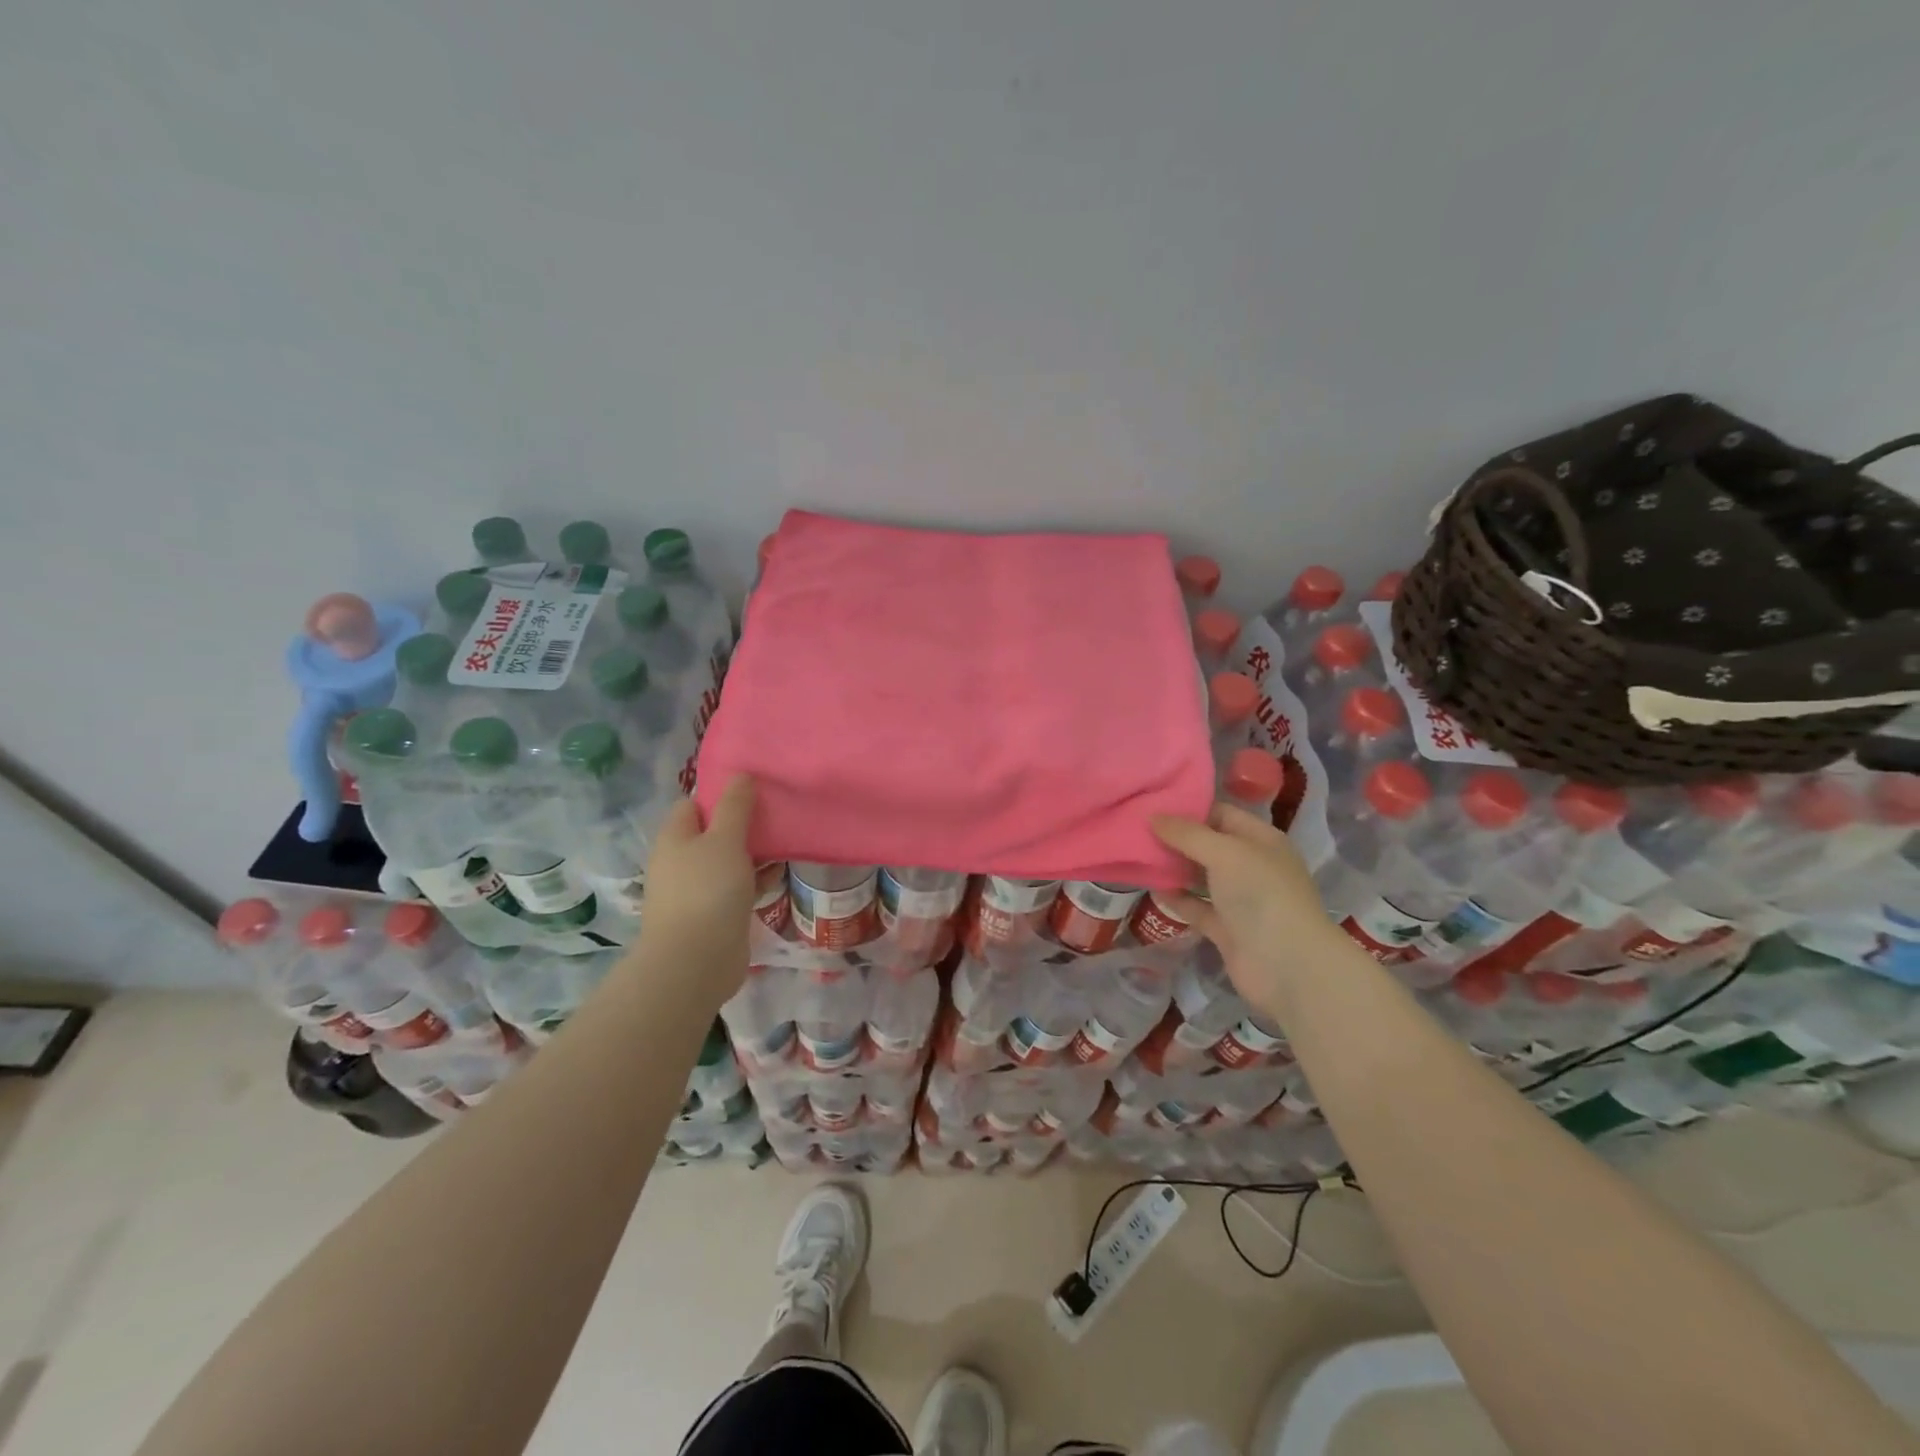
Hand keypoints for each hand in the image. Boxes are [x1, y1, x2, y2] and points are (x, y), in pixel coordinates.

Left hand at [634, 775, 758, 1003]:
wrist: (696, 962)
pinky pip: (738, 887)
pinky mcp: (715, 914)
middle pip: (714, 832)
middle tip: (777, 813)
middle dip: (744, 824)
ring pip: (729, 860)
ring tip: (787, 841)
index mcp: (675, 838)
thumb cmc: (707, 891)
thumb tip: (741, 775)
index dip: (721, 794)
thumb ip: (735, 806)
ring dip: (754, 853)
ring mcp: (697, 890)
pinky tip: (780, 876)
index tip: (754, 790)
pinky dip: (756, 880)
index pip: (694, 803)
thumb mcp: (725, 840)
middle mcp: (682, 861)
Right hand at [1151, 803, 1341, 1017]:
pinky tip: (1151, 887)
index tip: (1151, 804)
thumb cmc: (1261, 895)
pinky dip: (1176, 899)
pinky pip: (1197, 907)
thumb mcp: (1225, 853)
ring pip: (1201, 876)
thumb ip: (1187, 834)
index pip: (1222, 814)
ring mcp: (1240, 900)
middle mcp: (1252, 866)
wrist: (1288, 966)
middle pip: (1208, 845)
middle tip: (1135, 828)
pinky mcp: (1227, 929)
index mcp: (1261, 840)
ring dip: (1173, 867)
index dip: (1189, 807)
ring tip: (1136, 854)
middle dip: (1176, 837)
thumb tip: (1153, 817)